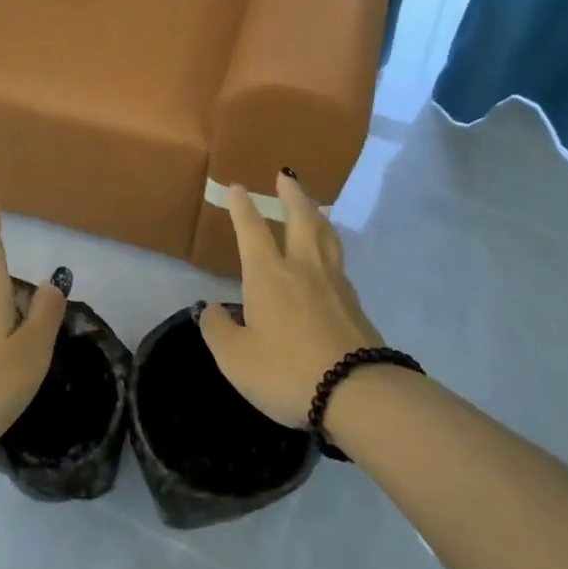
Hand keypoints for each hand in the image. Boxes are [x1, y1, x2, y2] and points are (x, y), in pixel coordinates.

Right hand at [198, 173, 383, 426]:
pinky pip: (339, 262)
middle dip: (292, 195)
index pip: (252, 230)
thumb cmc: (286, 371)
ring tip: (312, 206)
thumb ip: (218, 330)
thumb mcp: (235, 358)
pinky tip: (329, 258)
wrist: (356, 393)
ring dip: (316, 215)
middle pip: (300, 219)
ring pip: (326, 236)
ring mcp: (334, 284)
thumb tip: (211, 310)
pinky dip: (330, 246)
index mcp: (269, 275)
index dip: (243, 207)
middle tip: (286, 175)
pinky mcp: (355, 304)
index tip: (238, 187)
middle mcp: (303, 268)